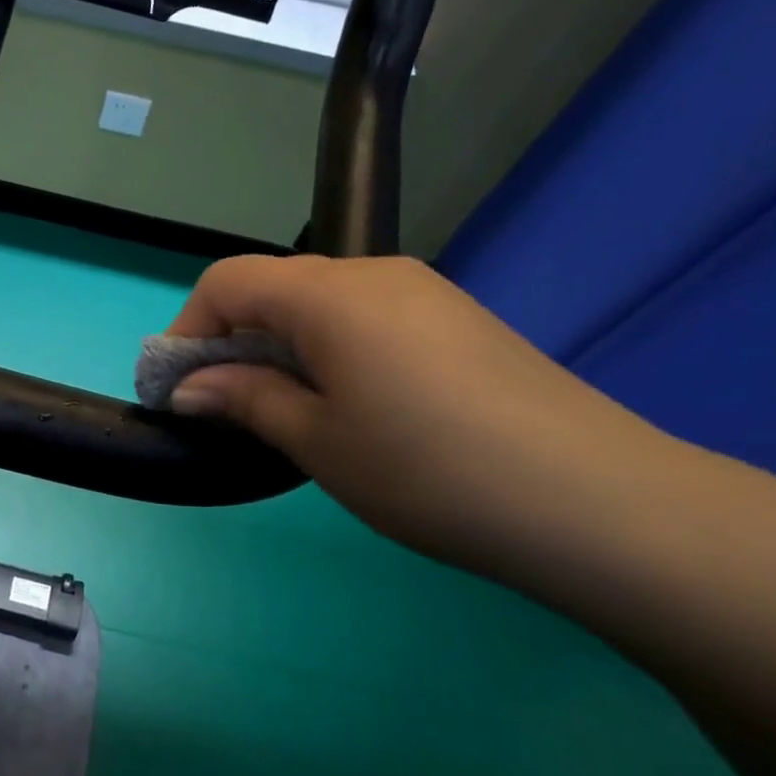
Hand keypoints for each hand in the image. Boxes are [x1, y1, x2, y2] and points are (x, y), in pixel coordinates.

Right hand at [164, 254, 691, 584]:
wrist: (598, 502)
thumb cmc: (430, 470)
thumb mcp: (318, 441)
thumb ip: (245, 399)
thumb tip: (189, 386)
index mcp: (330, 294)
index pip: (228, 281)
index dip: (187, 328)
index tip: (177, 388)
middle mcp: (374, 274)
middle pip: (274, 287)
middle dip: (232, 340)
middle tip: (224, 407)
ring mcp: (424, 292)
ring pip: (320, 303)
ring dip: (280, 346)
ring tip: (285, 411)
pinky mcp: (457, 319)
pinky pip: (366, 317)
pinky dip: (329, 348)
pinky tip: (350, 403)